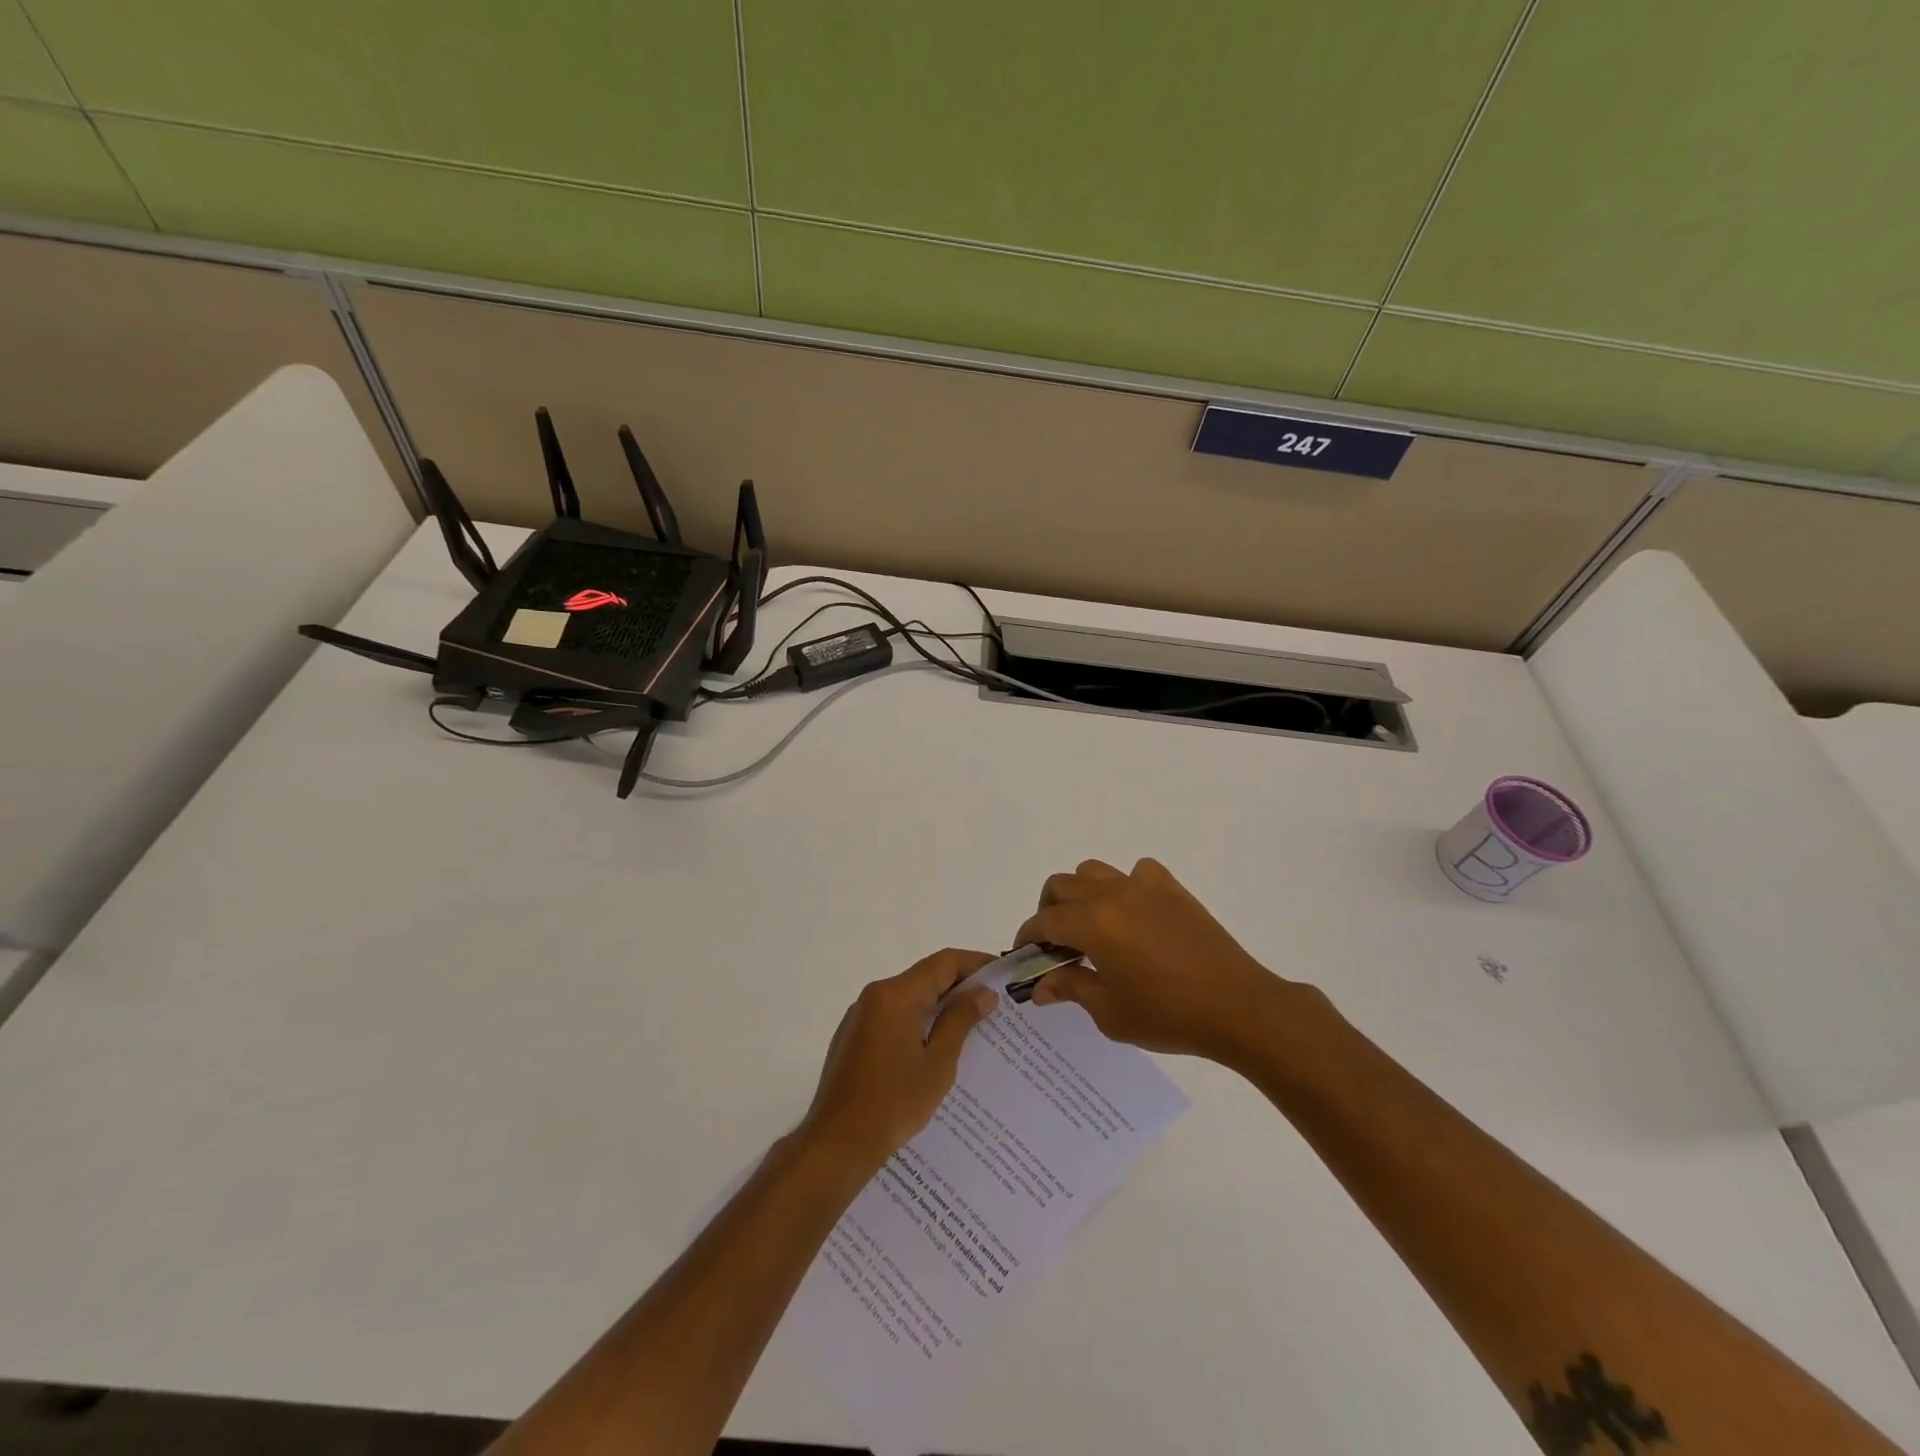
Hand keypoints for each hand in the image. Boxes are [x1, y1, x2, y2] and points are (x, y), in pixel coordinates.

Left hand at [799, 948, 997, 1170]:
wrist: (837, 1142)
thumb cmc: (893, 1103)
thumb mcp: (937, 1063)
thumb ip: (960, 1020)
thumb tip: (983, 993)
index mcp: (896, 995)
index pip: (944, 962)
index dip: (975, 962)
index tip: (1001, 973)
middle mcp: (875, 995)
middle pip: (925, 976)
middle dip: (959, 984)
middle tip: (993, 1002)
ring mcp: (860, 1015)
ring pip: (909, 996)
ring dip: (938, 1004)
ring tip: (971, 1024)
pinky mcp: (853, 1035)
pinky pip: (893, 1015)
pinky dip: (917, 1019)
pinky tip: (934, 1045)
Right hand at [1017, 858, 1313, 1066]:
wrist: (1238, 1007)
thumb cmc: (1169, 1016)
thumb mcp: (1110, 1013)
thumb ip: (1071, 989)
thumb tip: (1041, 986)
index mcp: (1093, 924)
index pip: (1044, 921)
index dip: (1027, 937)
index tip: (1025, 955)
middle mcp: (1113, 894)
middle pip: (1061, 885)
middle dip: (1048, 911)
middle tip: (1055, 944)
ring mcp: (1144, 886)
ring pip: (1094, 871)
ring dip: (1081, 894)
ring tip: (1090, 926)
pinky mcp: (1172, 889)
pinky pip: (1136, 871)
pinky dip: (1125, 885)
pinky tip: (1133, 913)